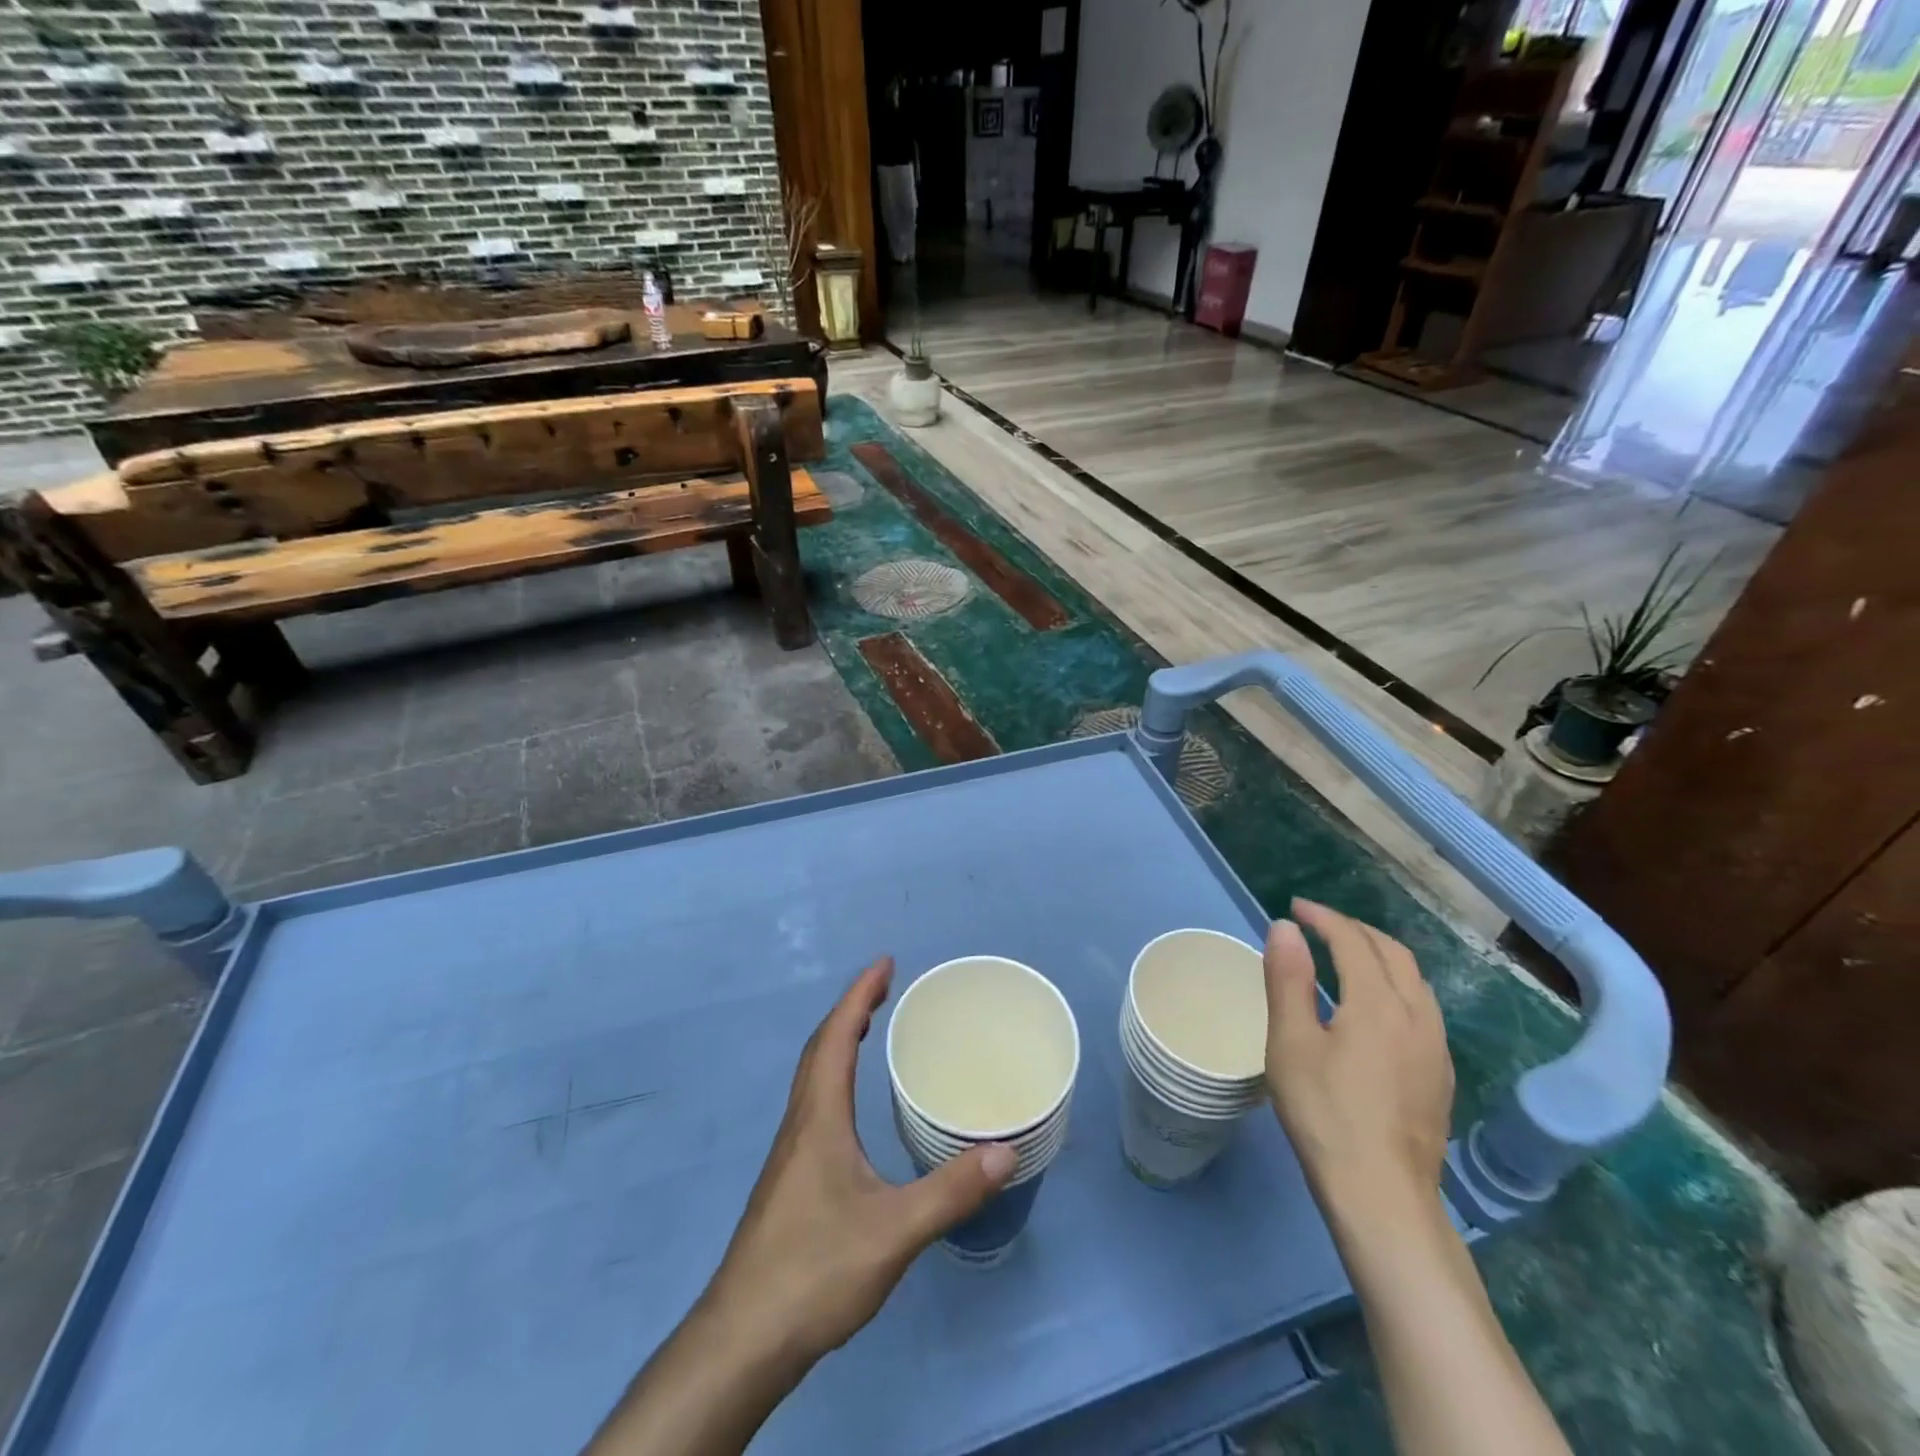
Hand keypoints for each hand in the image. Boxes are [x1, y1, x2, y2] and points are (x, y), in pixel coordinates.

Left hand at [585, 958, 1015, 1455]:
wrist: (743, 1339)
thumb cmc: (815, 1270)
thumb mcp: (894, 1231)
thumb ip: (951, 1191)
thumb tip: (1004, 1150)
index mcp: (819, 1117)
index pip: (836, 1037)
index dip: (859, 994)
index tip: (885, 963)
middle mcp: (800, 1123)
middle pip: (819, 1048)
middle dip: (851, 1009)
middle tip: (885, 987)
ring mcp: (790, 1153)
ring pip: (812, 1077)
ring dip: (839, 1041)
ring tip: (870, 1029)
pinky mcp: (789, 1180)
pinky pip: (814, 1103)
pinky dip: (834, 1076)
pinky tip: (852, 1106)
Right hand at [1262, 900, 1453, 1221]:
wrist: (1383, 1195)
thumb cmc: (1325, 1113)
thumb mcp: (1291, 1042)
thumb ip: (1288, 979)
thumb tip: (1285, 927)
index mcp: (1378, 1002)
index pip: (1352, 940)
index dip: (1323, 918)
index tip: (1295, 908)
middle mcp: (1417, 1015)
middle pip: (1393, 953)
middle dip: (1355, 930)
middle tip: (1319, 925)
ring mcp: (1436, 1048)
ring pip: (1415, 981)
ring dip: (1380, 956)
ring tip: (1347, 956)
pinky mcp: (1441, 1076)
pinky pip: (1423, 1009)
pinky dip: (1396, 986)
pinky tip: (1376, 1009)